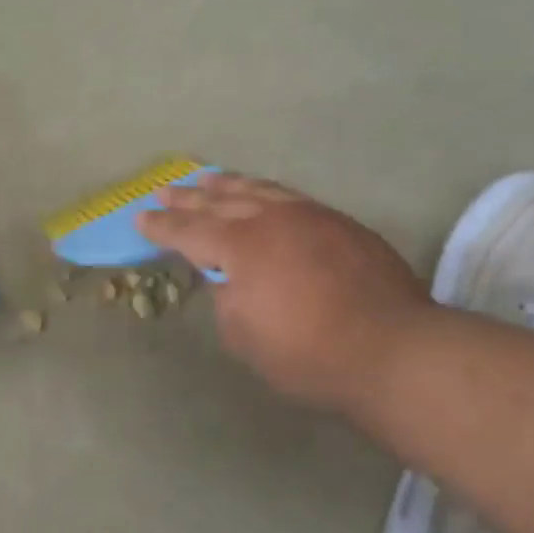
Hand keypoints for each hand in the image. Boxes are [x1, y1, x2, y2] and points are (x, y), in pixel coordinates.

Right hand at [137, 174, 433, 413]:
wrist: (393, 350)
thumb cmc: (307, 353)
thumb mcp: (244, 337)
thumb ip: (228, 301)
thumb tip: (232, 282)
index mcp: (241, 246)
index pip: (189, 230)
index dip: (162, 226)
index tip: (140, 218)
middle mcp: (272, 219)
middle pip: (221, 200)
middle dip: (190, 197)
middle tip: (166, 190)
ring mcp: (312, 216)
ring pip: (260, 190)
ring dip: (229, 185)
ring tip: (209, 179)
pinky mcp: (343, 224)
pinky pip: (292, 198)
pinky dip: (268, 193)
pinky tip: (265, 195)